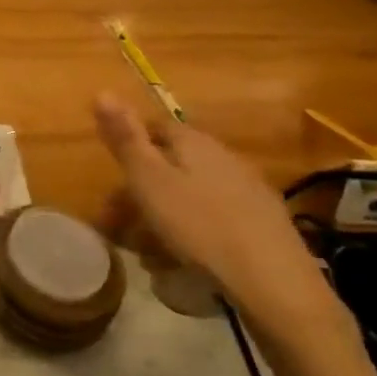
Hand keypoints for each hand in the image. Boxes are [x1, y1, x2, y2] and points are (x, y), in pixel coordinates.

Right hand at [93, 95, 350, 344]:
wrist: (274, 284)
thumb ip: (125, 138)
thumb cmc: (199, 226)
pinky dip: (193, 232)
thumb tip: (102, 91)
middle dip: (141, 191)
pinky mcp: (263, 224)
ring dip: (164, 216)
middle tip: (118, 225)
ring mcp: (248, 191)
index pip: (155, 127)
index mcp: (194, 142)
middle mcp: (224, 157)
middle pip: (172, 164)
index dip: (129, 148)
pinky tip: (187, 260)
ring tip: (148, 253)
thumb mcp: (148, 181)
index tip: (112, 178)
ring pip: (191, 194)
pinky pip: (214, 218)